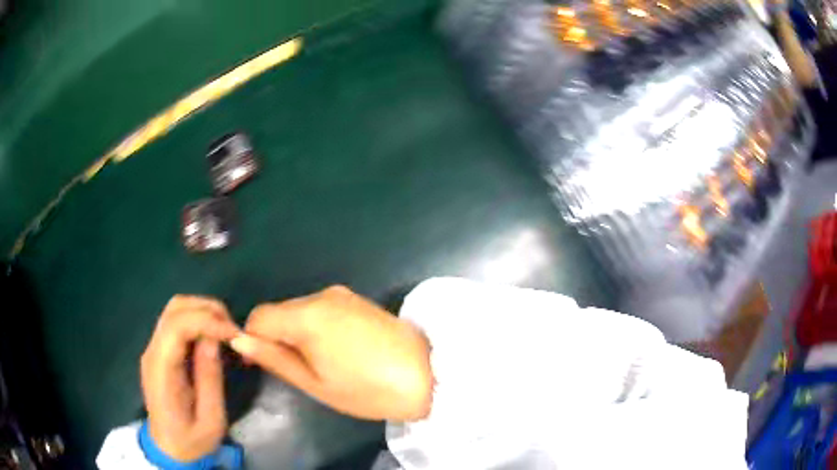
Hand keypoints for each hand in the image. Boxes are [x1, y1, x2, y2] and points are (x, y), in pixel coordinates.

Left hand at [140, 295, 239, 461]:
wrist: (169, 448)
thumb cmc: (191, 440)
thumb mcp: (211, 419)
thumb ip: (210, 378)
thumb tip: (214, 339)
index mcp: (161, 370)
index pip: (176, 326)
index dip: (207, 320)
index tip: (234, 334)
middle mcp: (152, 351)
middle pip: (175, 308)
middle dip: (207, 310)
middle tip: (233, 331)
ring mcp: (154, 348)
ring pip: (175, 309)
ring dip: (203, 312)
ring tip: (226, 332)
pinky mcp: (160, 350)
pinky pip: (177, 322)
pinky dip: (198, 320)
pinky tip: (213, 337)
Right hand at [231, 286, 432, 421]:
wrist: (429, 375)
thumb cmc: (368, 389)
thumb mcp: (315, 383)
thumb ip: (275, 358)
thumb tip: (240, 340)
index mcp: (307, 315)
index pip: (259, 316)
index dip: (253, 339)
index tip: (264, 364)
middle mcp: (322, 295)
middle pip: (280, 311)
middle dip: (277, 337)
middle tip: (297, 370)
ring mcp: (342, 294)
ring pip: (300, 310)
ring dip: (298, 333)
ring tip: (322, 364)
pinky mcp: (357, 299)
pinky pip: (322, 310)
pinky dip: (317, 328)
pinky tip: (338, 351)